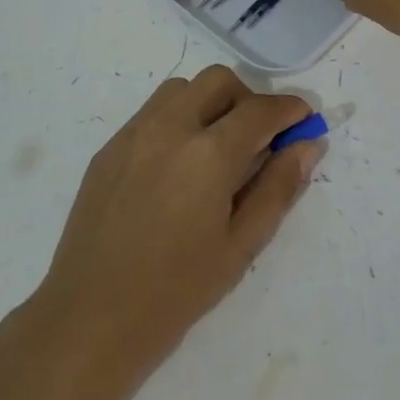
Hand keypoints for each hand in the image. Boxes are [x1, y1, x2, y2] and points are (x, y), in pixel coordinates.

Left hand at [31, 66, 324, 399]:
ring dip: (210, 103)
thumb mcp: (240, 246)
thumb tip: (309, 144)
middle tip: (259, 139)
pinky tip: (178, 166)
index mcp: (209, 153)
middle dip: (248, 99)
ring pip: (182, 89)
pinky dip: (178, 119)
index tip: (305, 120)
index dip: (289, 110)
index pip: (260, 110)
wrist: (90, 318)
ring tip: (216, 150)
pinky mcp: (109, 146)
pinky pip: (152, 112)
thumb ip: (278, 187)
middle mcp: (171, 126)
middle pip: (219, 81)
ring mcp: (134, 132)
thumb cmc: (176, 291)